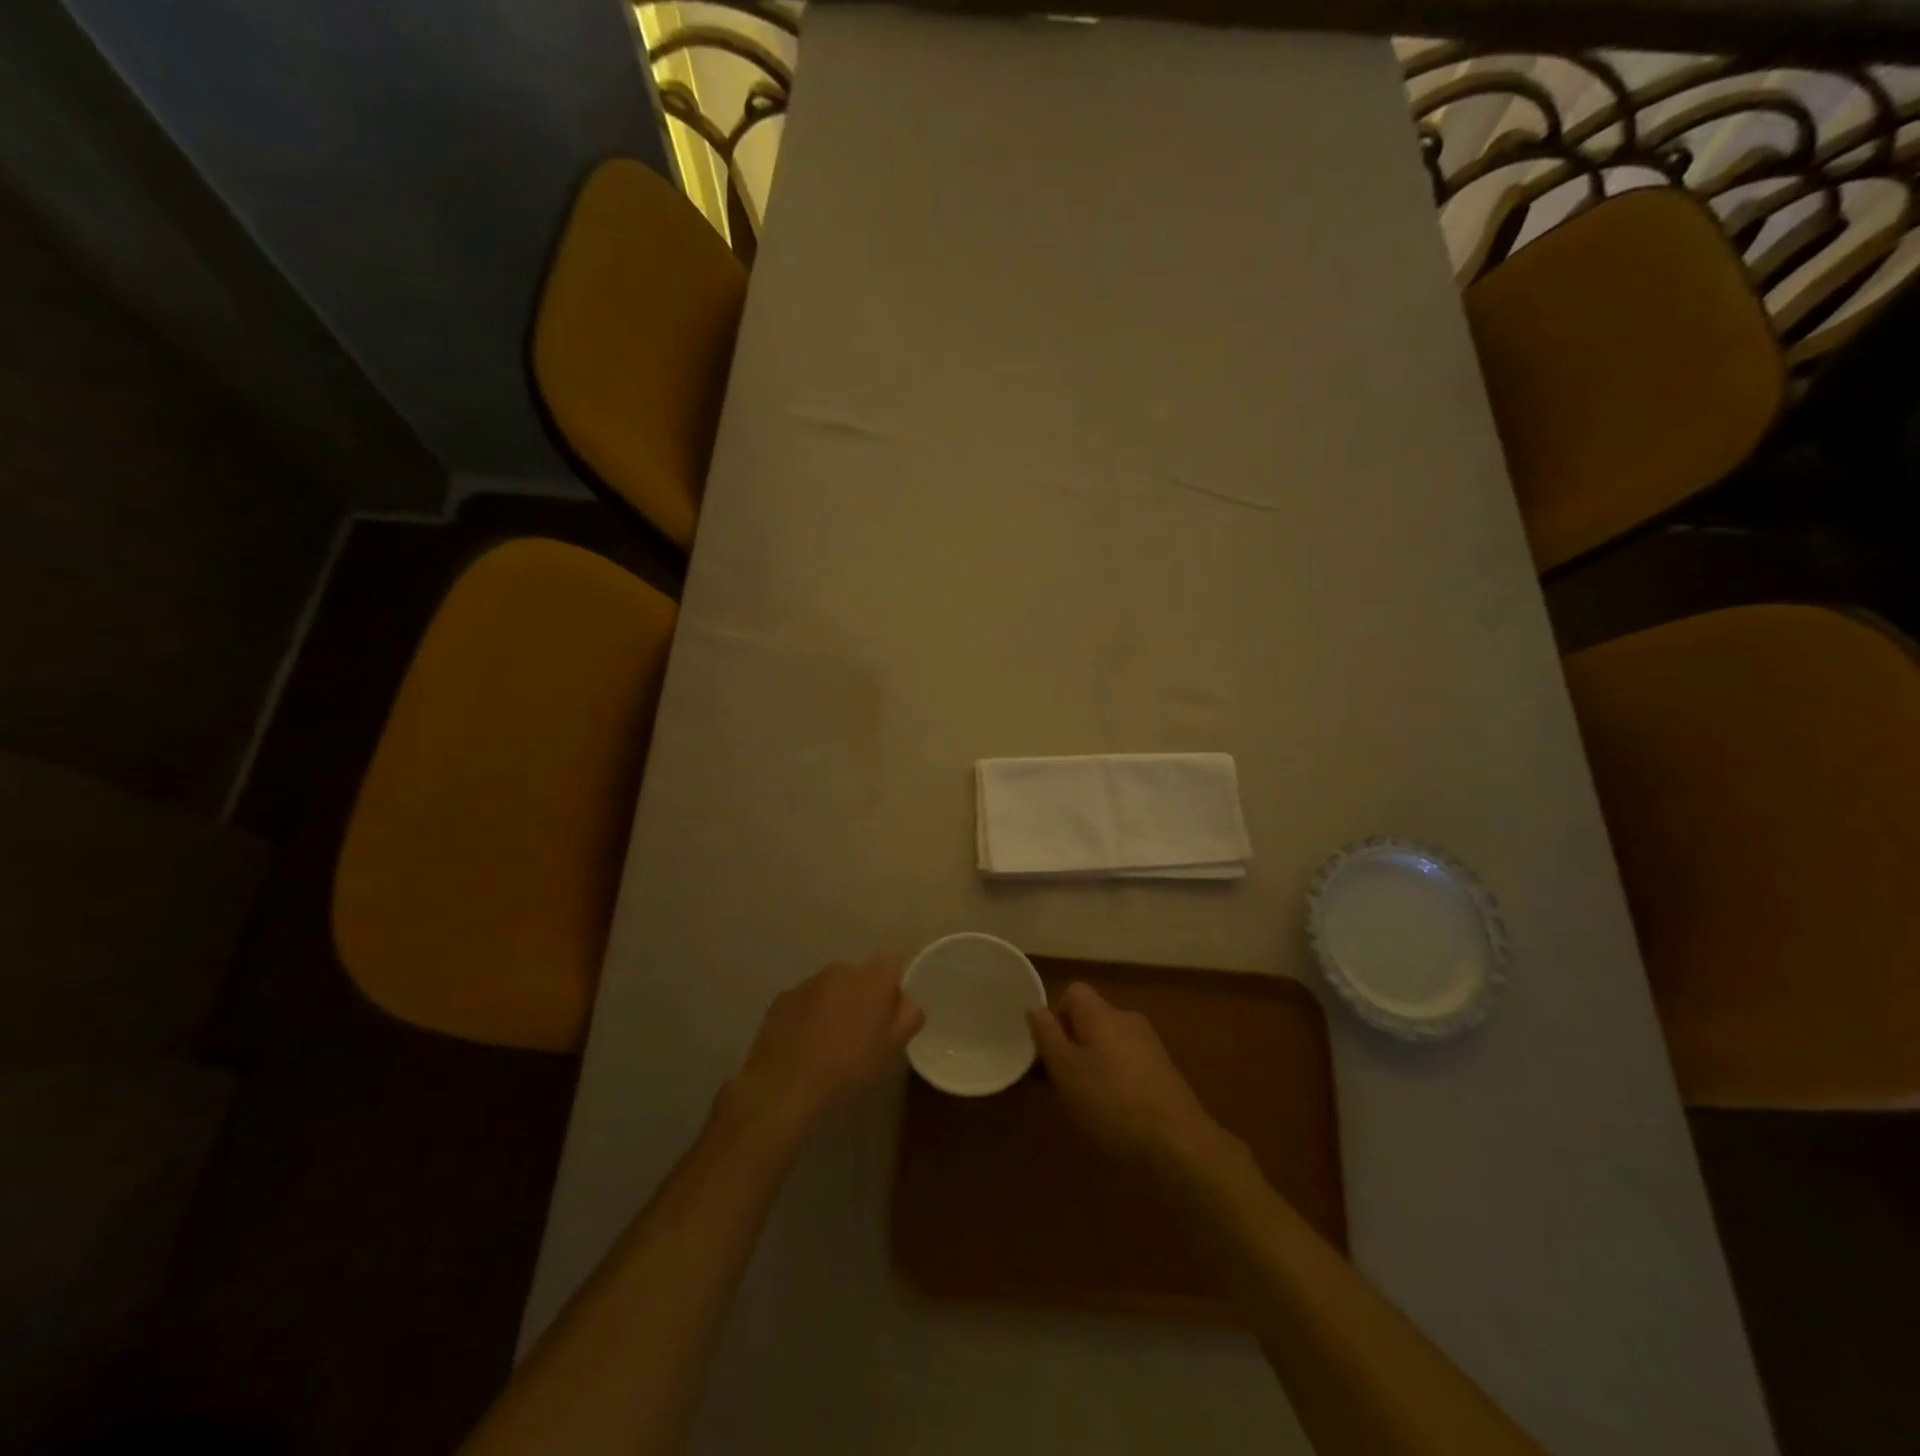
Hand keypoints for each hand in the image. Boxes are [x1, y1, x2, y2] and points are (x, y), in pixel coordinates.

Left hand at [727, 954, 923, 1141]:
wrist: (786, 1084)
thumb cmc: (848, 1066)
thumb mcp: (892, 1048)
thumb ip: (908, 1016)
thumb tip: (907, 1002)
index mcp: (873, 978)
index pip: (893, 961)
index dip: (895, 981)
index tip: (894, 1006)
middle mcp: (841, 969)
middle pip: (861, 974)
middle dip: (864, 994)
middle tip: (864, 1029)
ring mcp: (809, 981)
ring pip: (832, 986)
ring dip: (836, 1003)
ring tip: (832, 1039)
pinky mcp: (783, 997)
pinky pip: (806, 1000)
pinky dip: (810, 1013)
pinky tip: (806, 1043)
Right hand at [1028, 983, 1238, 1180]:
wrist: (1177, 1142)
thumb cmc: (1110, 1101)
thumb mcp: (1065, 1070)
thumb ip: (1047, 1036)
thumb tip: (1036, 1008)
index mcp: (1101, 1012)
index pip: (1073, 992)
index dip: (1056, 1016)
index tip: (1047, 1051)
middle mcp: (1127, 1019)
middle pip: (1091, 1019)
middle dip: (1072, 1045)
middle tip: (1059, 1083)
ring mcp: (1150, 1045)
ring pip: (1109, 1043)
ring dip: (1092, 1064)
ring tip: (1085, 1103)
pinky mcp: (1164, 1072)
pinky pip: (1128, 1063)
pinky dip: (1115, 1079)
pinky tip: (1114, 1113)